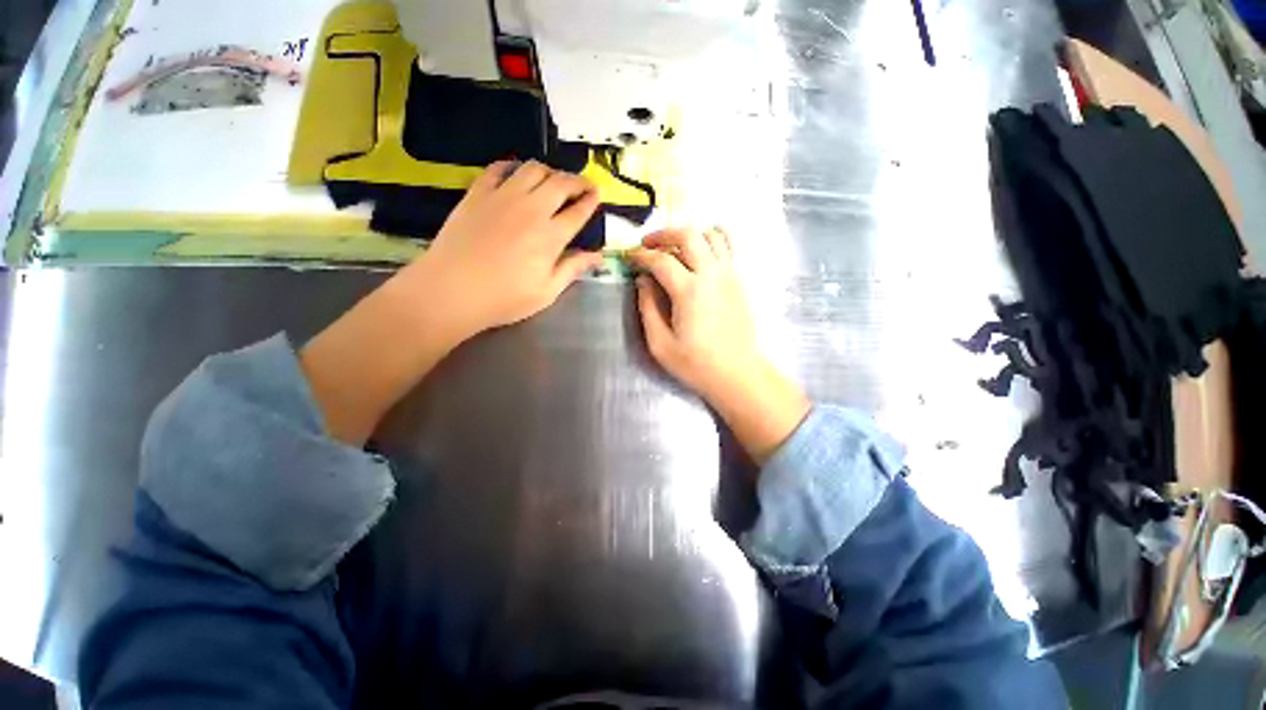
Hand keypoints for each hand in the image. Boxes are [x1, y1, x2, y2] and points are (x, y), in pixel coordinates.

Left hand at [404, 160, 604, 339]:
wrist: (451, 290)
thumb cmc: (504, 298)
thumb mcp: (546, 291)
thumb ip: (572, 269)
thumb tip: (598, 257)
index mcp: (551, 236)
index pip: (578, 211)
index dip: (591, 201)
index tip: (597, 195)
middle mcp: (531, 209)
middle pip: (560, 183)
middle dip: (577, 181)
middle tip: (583, 185)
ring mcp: (502, 197)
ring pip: (533, 169)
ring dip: (549, 171)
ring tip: (553, 180)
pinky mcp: (477, 193)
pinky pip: (498, 169)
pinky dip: (513, 167)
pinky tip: (516, 175)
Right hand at [628, 228, 810, 462]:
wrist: (737, 373)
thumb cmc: (696, 363)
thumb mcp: (660, 343)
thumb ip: (648, 307)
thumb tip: (643, 280)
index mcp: (689, 291)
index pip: (661, 260)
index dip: (641, 255)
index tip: (629, 257)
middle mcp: (712, 274)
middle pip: (688, 235)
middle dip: (663, 234)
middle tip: (648, 244)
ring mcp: (729, 274)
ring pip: (711, 234)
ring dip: (689, 234)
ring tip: (674, 247)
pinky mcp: (739, 280)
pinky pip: (728, 246)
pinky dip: (712, 239)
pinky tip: (701, 251)